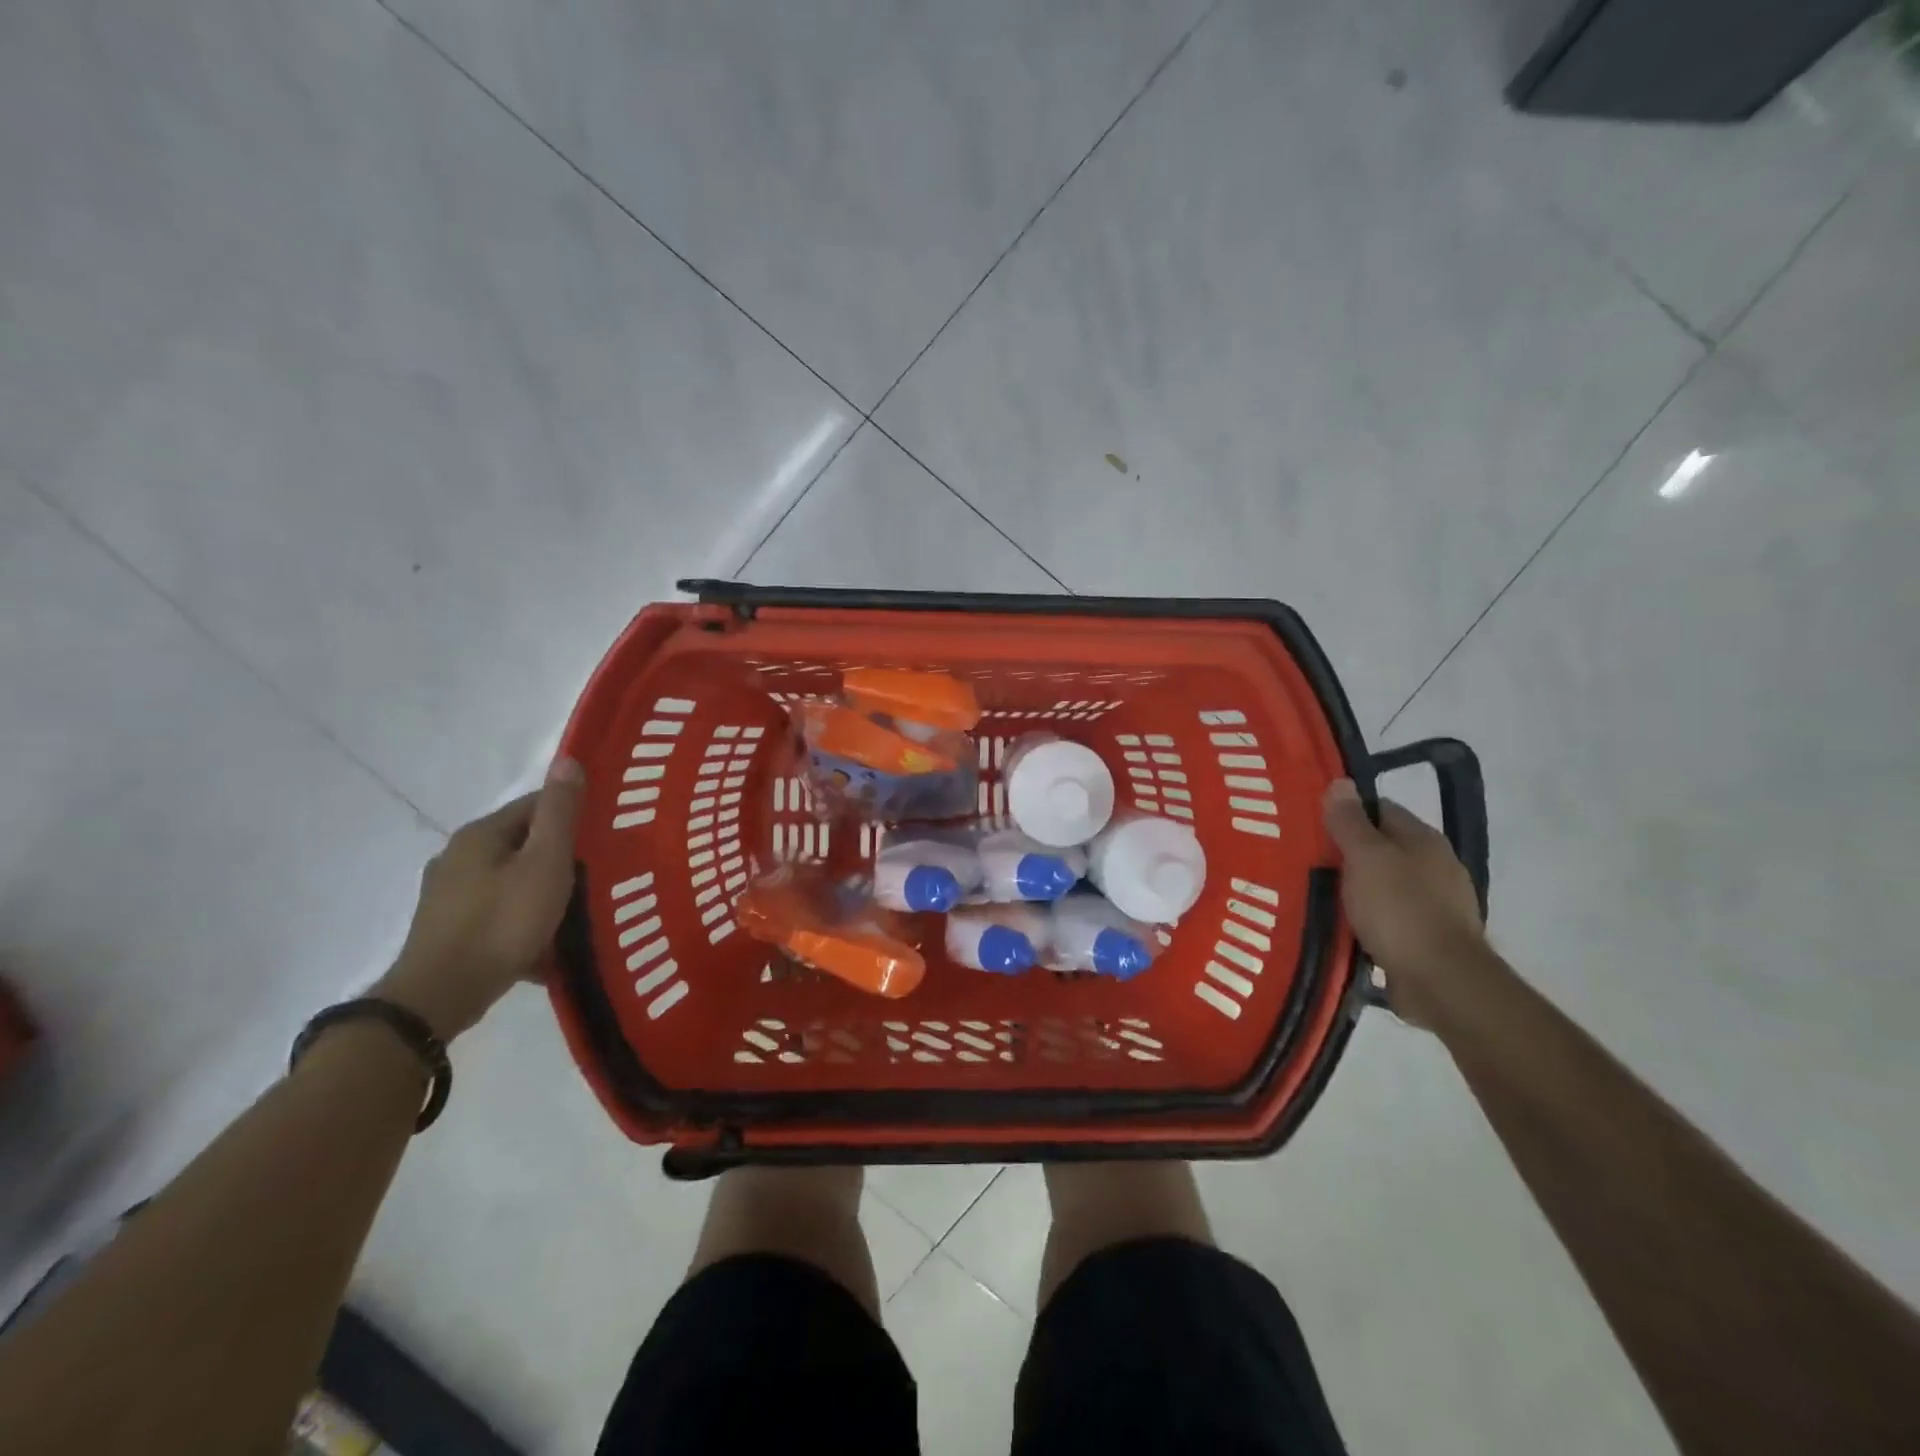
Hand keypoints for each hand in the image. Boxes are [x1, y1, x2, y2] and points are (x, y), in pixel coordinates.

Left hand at [376, 760, 584, 1039]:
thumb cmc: (502, 922)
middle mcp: (459, 857)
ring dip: (545, 893)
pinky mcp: (449, 930)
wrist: (440, 997)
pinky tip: (548, 947)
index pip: (536, 806)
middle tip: (601, 875)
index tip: (607, 834)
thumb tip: (567, 759)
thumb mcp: (545, 862)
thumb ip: (559, 813)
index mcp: (481, 834)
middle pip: (525, 845)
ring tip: (580, 914)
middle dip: (562, 858)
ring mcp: (450, 896)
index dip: (574, 816)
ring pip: (513, 882)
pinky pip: (500, 915)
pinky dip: (526, 924)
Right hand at [1322, 778, 1488, 1027]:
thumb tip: (1341, 783)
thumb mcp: (1366, 857)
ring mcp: (1435, 905)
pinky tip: (1341, 926)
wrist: (1440, 981)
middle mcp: (1435, 866)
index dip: (1346, 812)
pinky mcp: (1427, 939)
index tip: (1311, 822)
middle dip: (1346, 854)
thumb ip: (1350, 821)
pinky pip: (1387, 920)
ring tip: (1316, 895)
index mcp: (1423, 840)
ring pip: (1383, 886)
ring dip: (1355, 890)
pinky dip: (1365, 920)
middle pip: (1381, 849)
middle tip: (1304, 859)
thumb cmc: (1400, 908)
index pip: (1380, 810)